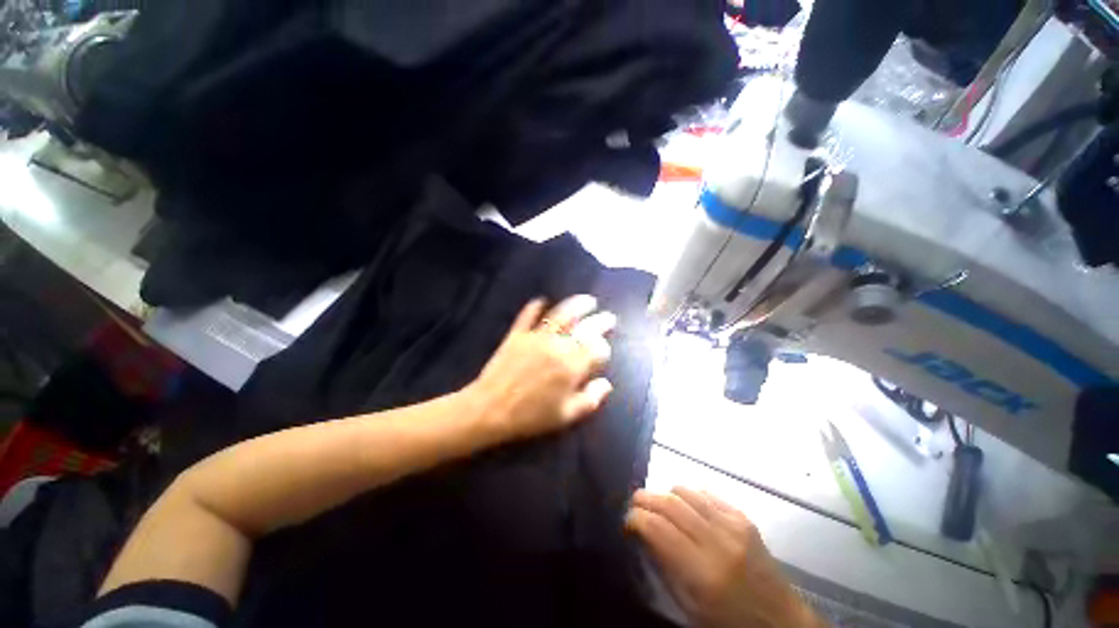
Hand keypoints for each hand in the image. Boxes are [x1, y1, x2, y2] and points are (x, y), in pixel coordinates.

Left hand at [466, 295, 614, 443]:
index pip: (597, 349)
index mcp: (572, 366)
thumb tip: (606, 384)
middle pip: (584, 327)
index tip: (605, 350)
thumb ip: (590, 399)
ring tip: (588, 300)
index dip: (604, 348)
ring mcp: (537, 336)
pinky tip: (542, 300)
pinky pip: (528, 315)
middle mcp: (558, 345)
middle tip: (608, 317)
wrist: (491, 409)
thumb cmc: (531, 416)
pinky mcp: (518, 334)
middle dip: (601, 321)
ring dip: (577, 305)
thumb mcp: (566, 416)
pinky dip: (535, 306)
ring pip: (561, 314)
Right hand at [627, 488, 822, 627]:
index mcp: (703, 573)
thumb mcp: (689, 607)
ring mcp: (733, 525)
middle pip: (670, 503)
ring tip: (659, 505)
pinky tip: (685, 506)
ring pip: (685, 491)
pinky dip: (689, 494)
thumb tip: (641, 533)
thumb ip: (663, 567)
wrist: (781, 621)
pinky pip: (707, 493)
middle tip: (634, 503)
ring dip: (665, 494)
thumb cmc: (729, 623)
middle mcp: (718, 542)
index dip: (635, 518)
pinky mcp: (743, 517)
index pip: (658, 529)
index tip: (626, 521)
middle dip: (645, 498)